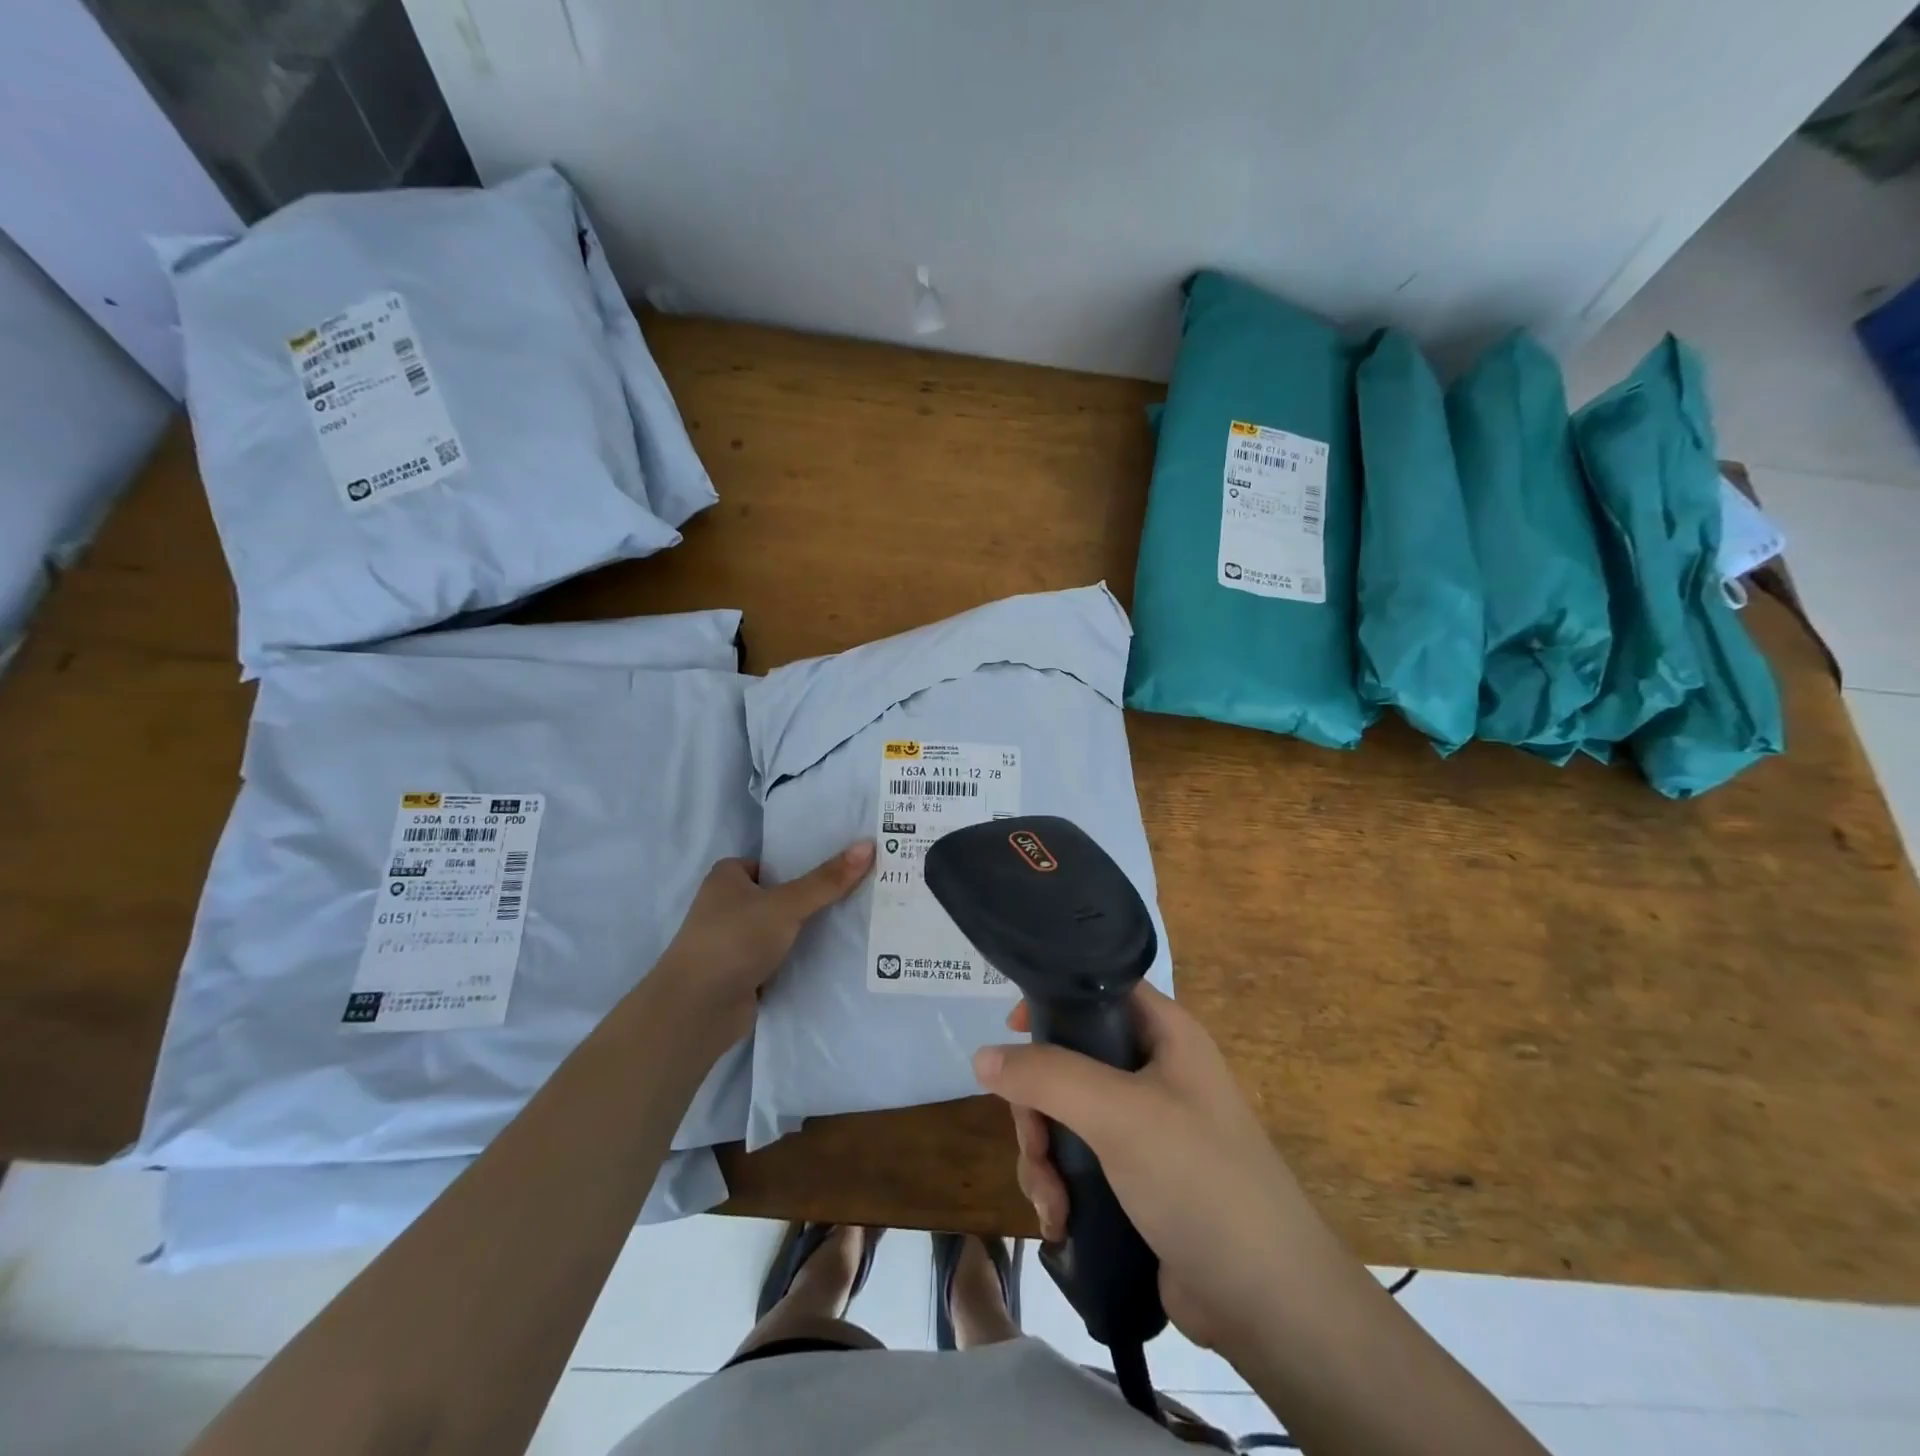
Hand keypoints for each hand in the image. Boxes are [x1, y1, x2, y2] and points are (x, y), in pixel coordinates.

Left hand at [652, 841, 873, 1044]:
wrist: (697, 1010)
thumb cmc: (734, 941)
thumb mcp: (786, 905)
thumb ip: (827, 880)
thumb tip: (868, 845)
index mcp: (727, 878)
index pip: (772, 863)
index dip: (802, 864)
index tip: (841, 868)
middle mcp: (727, 906)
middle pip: (780, 895)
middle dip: (812, 898)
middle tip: (857, 893)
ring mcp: (734, 942)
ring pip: (781, 928)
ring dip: (807, 930)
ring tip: (855, 921)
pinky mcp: (743, 973)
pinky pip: (780, 956)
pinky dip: (799, 957)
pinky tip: (833, 956)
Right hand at [974, 985, 1357, 1358]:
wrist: (1267, 1303)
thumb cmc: (1200, 1181)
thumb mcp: (1119, 1114)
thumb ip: (1047, 1076)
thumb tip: (983, 1057)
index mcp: (1165, 1034)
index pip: (1098, 990)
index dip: (1053, 1000)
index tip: (1012, 1031)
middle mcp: (1154, 1071)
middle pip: (1069, 1060)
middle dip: (1038, 1107)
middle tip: (1035, 1145)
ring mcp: (1144, 1127)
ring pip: (1065, 1115)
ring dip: (1043, 1156)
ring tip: (1050, 1202)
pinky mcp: (1135, 1178)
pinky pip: (1077, 1161)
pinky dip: (1059, 1187)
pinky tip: (1059, 1222)